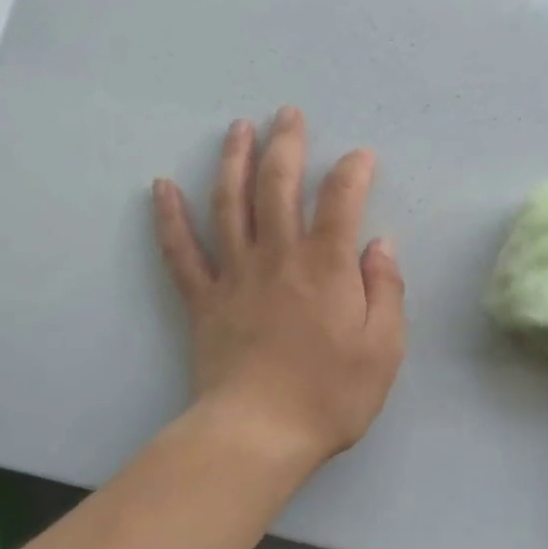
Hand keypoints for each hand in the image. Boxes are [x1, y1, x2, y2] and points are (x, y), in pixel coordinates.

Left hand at [152, 108, 405, 467]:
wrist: (260, 433)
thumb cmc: (331, 395)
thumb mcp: (384, 348)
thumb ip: (386, 290)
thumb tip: (379, 245)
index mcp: (326, 266)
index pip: (340, 200)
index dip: (352, 171)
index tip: (360, 157)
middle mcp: (278, 257)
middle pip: (277, 186)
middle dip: (286, 144)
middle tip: (288, 114)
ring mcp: (235, 275)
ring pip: (229, 204)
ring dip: (233, 161)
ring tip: (237, 128)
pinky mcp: (203, 300)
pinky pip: (181, 252)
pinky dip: (169, 218)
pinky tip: (161, 186)